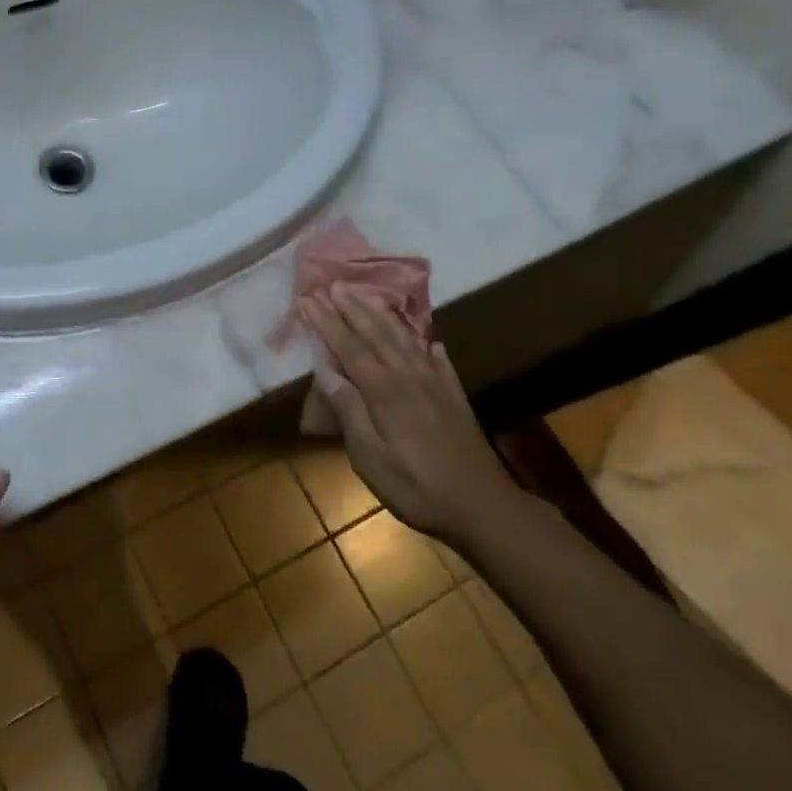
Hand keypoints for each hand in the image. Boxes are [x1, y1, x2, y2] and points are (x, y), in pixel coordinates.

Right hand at [304, 287, 515, 543]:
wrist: (483, 506)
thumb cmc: (416, 486)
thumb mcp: (369, 458)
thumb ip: (348, 411)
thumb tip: (325, 371)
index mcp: (384, 390)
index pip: (348, 346)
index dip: (327, 321)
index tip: (308, 299)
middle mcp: (409, 375)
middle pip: (376, 333)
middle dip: (352, 307)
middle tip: (334, 284)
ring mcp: (435, 382)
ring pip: (404, 338)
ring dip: (382, 314)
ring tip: (367, 295)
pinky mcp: (454, 395)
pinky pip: (437, 358)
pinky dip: (426, 343)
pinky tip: (426, 337)